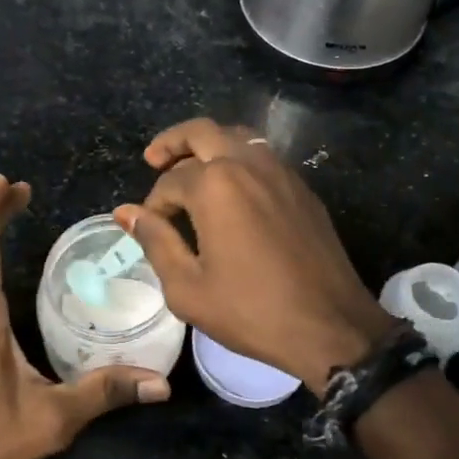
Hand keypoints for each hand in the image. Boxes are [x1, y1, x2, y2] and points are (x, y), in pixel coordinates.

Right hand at [115, 119, 393, 395]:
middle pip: (202, 132)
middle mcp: (248, 164)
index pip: (170, 181)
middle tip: (153, 159)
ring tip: (190, 169)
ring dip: (208, 145)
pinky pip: (263, 157)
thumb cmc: (252, 310)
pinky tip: (231, 190)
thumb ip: (154, 241)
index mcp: (216, 185)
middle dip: (172, 142)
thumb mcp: (188, 287)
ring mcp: (281, 172)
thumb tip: (126, 212)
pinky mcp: (302, 188)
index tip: (150, 228)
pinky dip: (238, 159)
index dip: (153, 205)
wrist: (331, 326)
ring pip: (237, 136)